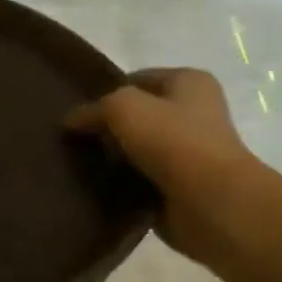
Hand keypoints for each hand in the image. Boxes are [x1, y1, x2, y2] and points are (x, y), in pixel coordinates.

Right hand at [66, 68, 262, 258]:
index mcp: (190, 82)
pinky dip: (121, 183)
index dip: (106, 92)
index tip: (79, 112)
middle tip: (74, 138)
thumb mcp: (122, 107)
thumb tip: (70, 121)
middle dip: (107, 126)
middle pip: (136, 115)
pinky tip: (97, 186)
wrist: (211, 203)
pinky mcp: (180, 185)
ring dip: (113, 157)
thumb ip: (92, 109)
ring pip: (136, 148)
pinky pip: (140, 178)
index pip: (136, 79)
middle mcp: (194, 113)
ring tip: (79, 163)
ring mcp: (189, 152)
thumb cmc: (172, 140)